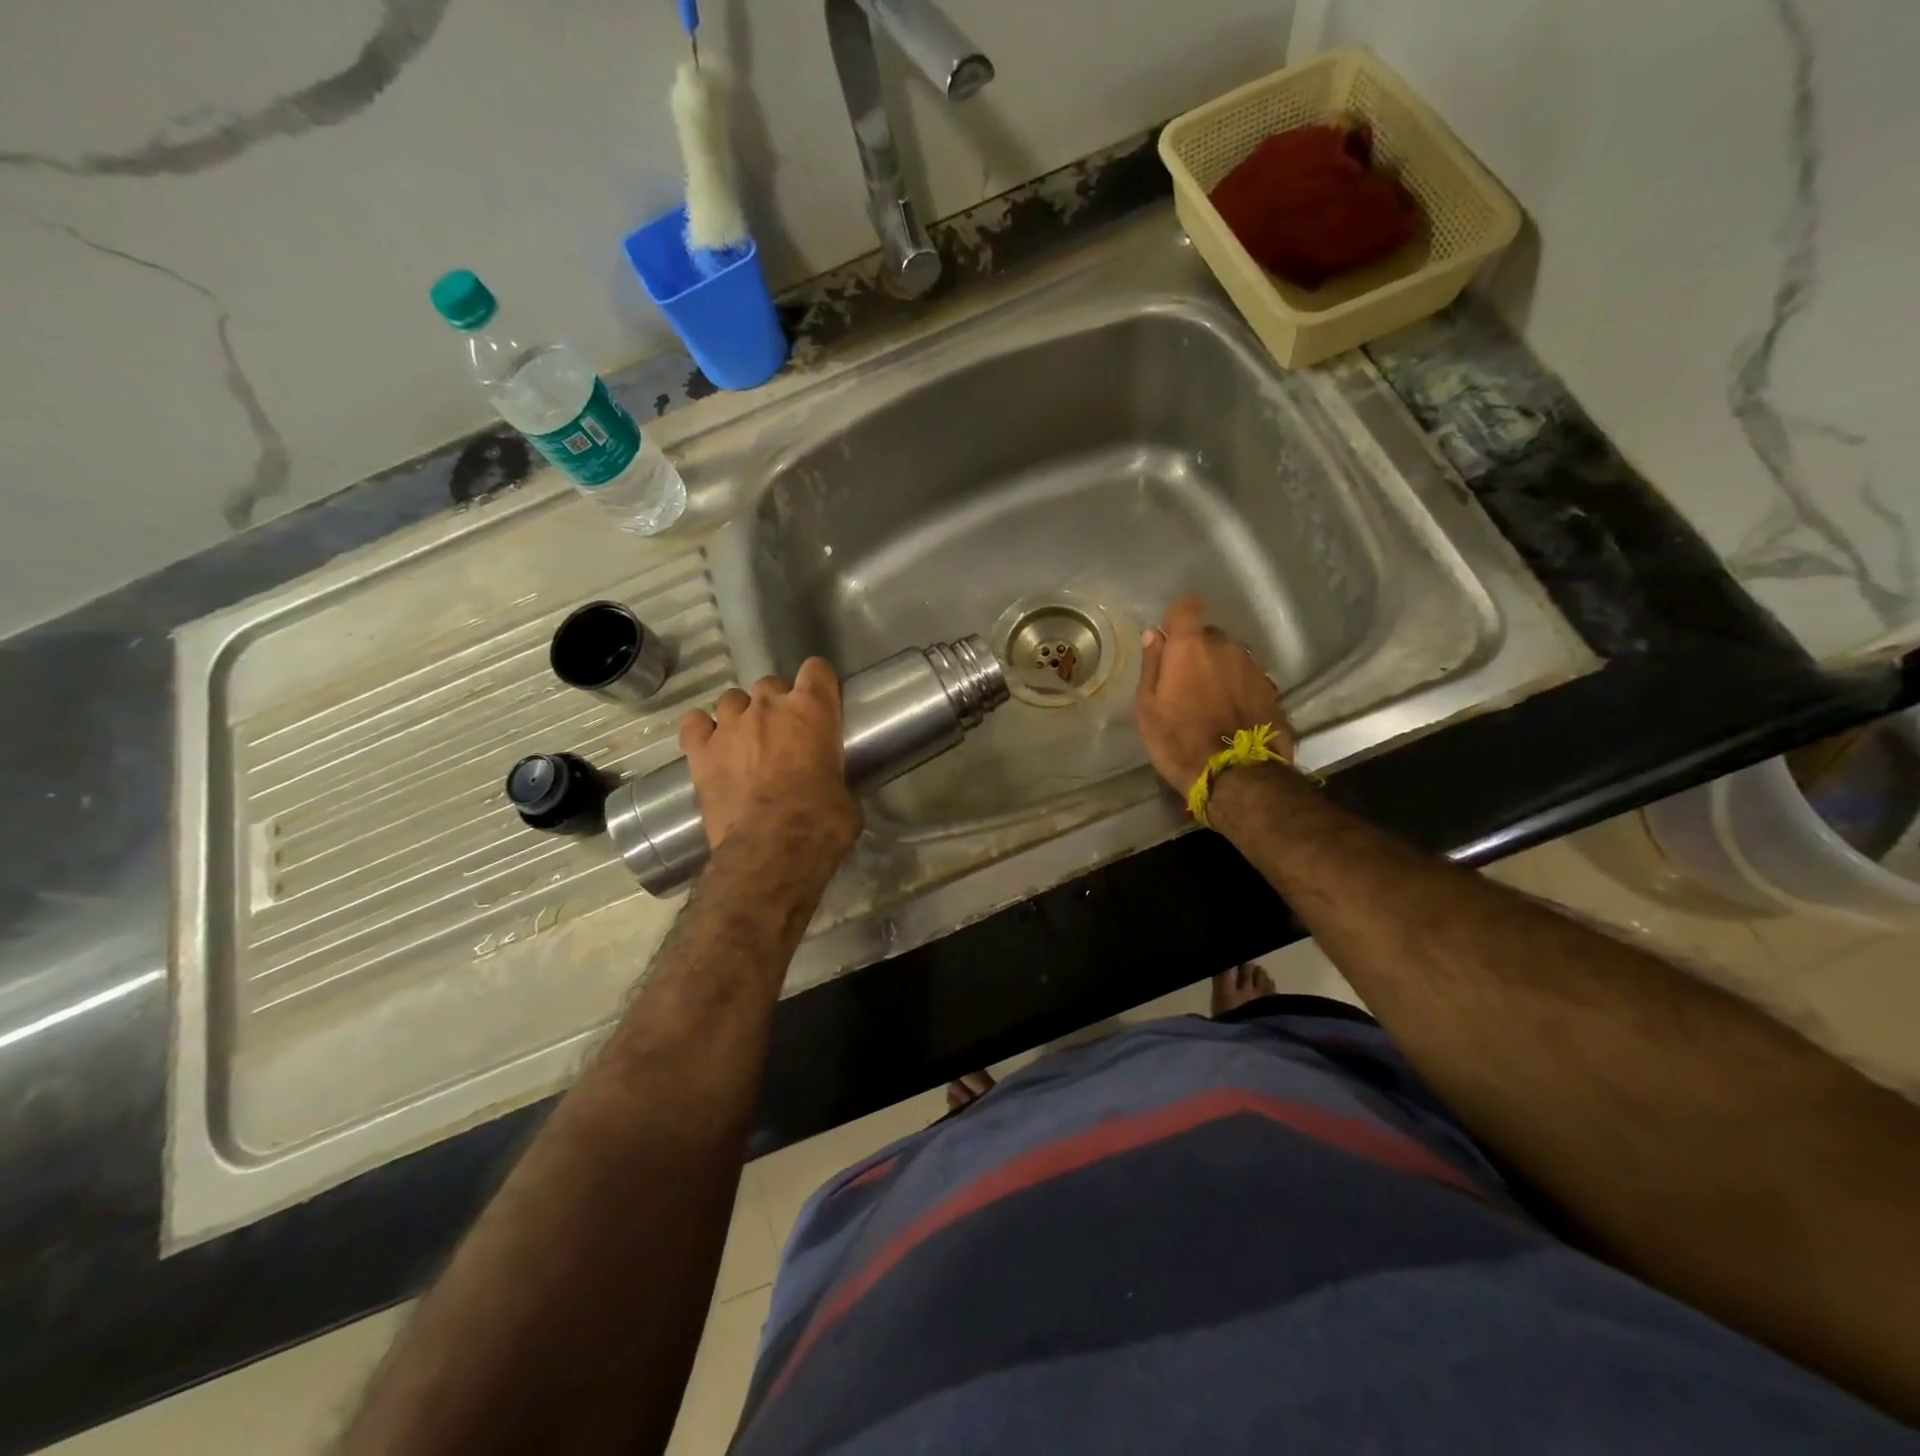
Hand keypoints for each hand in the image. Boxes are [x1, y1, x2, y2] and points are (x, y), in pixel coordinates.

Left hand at [679, 659, 863, 858]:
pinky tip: (711, 747)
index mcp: (812, 710)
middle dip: (776, 705)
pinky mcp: (699, 751)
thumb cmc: (822, 822)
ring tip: (745, 743)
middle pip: (770, 685)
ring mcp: (729, 726)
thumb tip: (829, 785)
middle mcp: (768, 707)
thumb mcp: (845, 793)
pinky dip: (702, 731)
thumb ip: (833, 772)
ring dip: (741, 716)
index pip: (817, 669)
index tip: (820, 703)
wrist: (772, 851)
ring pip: (732, 700)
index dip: (818, 684)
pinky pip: (694, 723)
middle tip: (783, 735)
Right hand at [1133, 596, 1292, 791]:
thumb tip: (1154, 635)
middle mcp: (1226, 647)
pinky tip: (1230, 715)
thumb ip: (1152, 666)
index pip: (1186, 607)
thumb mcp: (1147, 708)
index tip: (1169, 641)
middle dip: (1197, 652)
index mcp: (1191, 647)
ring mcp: (1253, 668)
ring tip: (1210, 704)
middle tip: (1185, 684)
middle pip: (1209, 636)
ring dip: (1220, 671)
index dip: (1177, 618)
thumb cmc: (1178, 741)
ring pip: (1231, 658)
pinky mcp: (1272, 690)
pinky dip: (1238, 689)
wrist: (1235, 775)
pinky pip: (1247, 679)